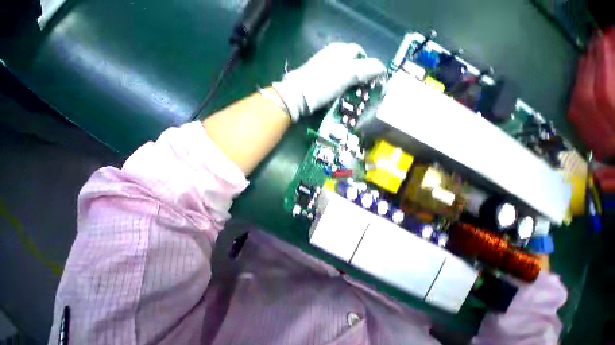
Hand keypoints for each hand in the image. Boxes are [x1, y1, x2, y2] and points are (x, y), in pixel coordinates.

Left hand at [273, 43, 386, 121]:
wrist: (298, 96)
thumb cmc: (323, 84)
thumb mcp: (347, 75)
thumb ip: (365, 69)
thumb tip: (382, 68)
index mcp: (339, 50)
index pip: (360, 54)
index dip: (368, 65)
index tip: (372, 80)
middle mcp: (331, 56)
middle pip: (351, 64)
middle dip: (359, 76)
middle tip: (363, 90)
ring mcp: (322, 68)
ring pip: (342, 74)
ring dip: (349, 84)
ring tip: (353, 96)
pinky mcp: (317, 80)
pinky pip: (333, 82)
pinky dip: (339, 88)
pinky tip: (339, 97)